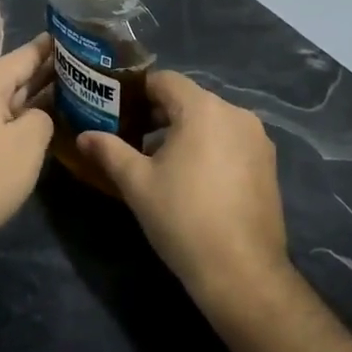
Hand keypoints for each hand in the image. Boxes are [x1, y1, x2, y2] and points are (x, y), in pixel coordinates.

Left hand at [0, 36, 55, 252]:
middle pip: (14, 79)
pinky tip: (42, 127)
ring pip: (8, 104)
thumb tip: (38, 118)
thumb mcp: (27, 142)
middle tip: (83, 67)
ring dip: (36, 99)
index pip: (22, 57)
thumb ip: (43, 119)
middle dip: (46, 73)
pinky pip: (0, 125)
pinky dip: (22, 121)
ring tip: (71, 93)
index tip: (73, 36)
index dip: (47, 46)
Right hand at [78, 71, 291, 313]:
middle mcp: (236, 114)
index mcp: (204, 109)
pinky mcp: (268, 164)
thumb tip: (83, 136)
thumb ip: (109, 151)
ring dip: (182, 131)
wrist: (241, 271)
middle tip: (128, 135)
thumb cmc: (182, 218)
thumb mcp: (136, 183)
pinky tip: (190, 177)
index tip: (113, 110)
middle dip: (156, 112)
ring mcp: (257, 140)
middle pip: (188, 99)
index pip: (164, 80)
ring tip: (156, 159)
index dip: (135, 91)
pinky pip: (229, 140)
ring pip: (210, 121)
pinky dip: (207, 147)